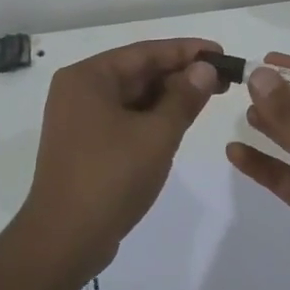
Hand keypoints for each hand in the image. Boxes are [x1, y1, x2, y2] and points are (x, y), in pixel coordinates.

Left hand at [18, 37, 224, 279]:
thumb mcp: (157, 134)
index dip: (187, 51)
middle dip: (180, 74)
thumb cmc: (111, 177)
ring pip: (132, 96)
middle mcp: (79, 91)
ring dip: (169, 96)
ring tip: (209, 96)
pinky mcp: (85, 144)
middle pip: (138, 72)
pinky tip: (179, 120)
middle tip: (223, 78)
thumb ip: (184, 97)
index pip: (145, 52)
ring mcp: (79, 119)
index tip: (221, 53)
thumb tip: (205, 69)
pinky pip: (124, 118)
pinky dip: (152, 116)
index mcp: (88, 78)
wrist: (66, 239)